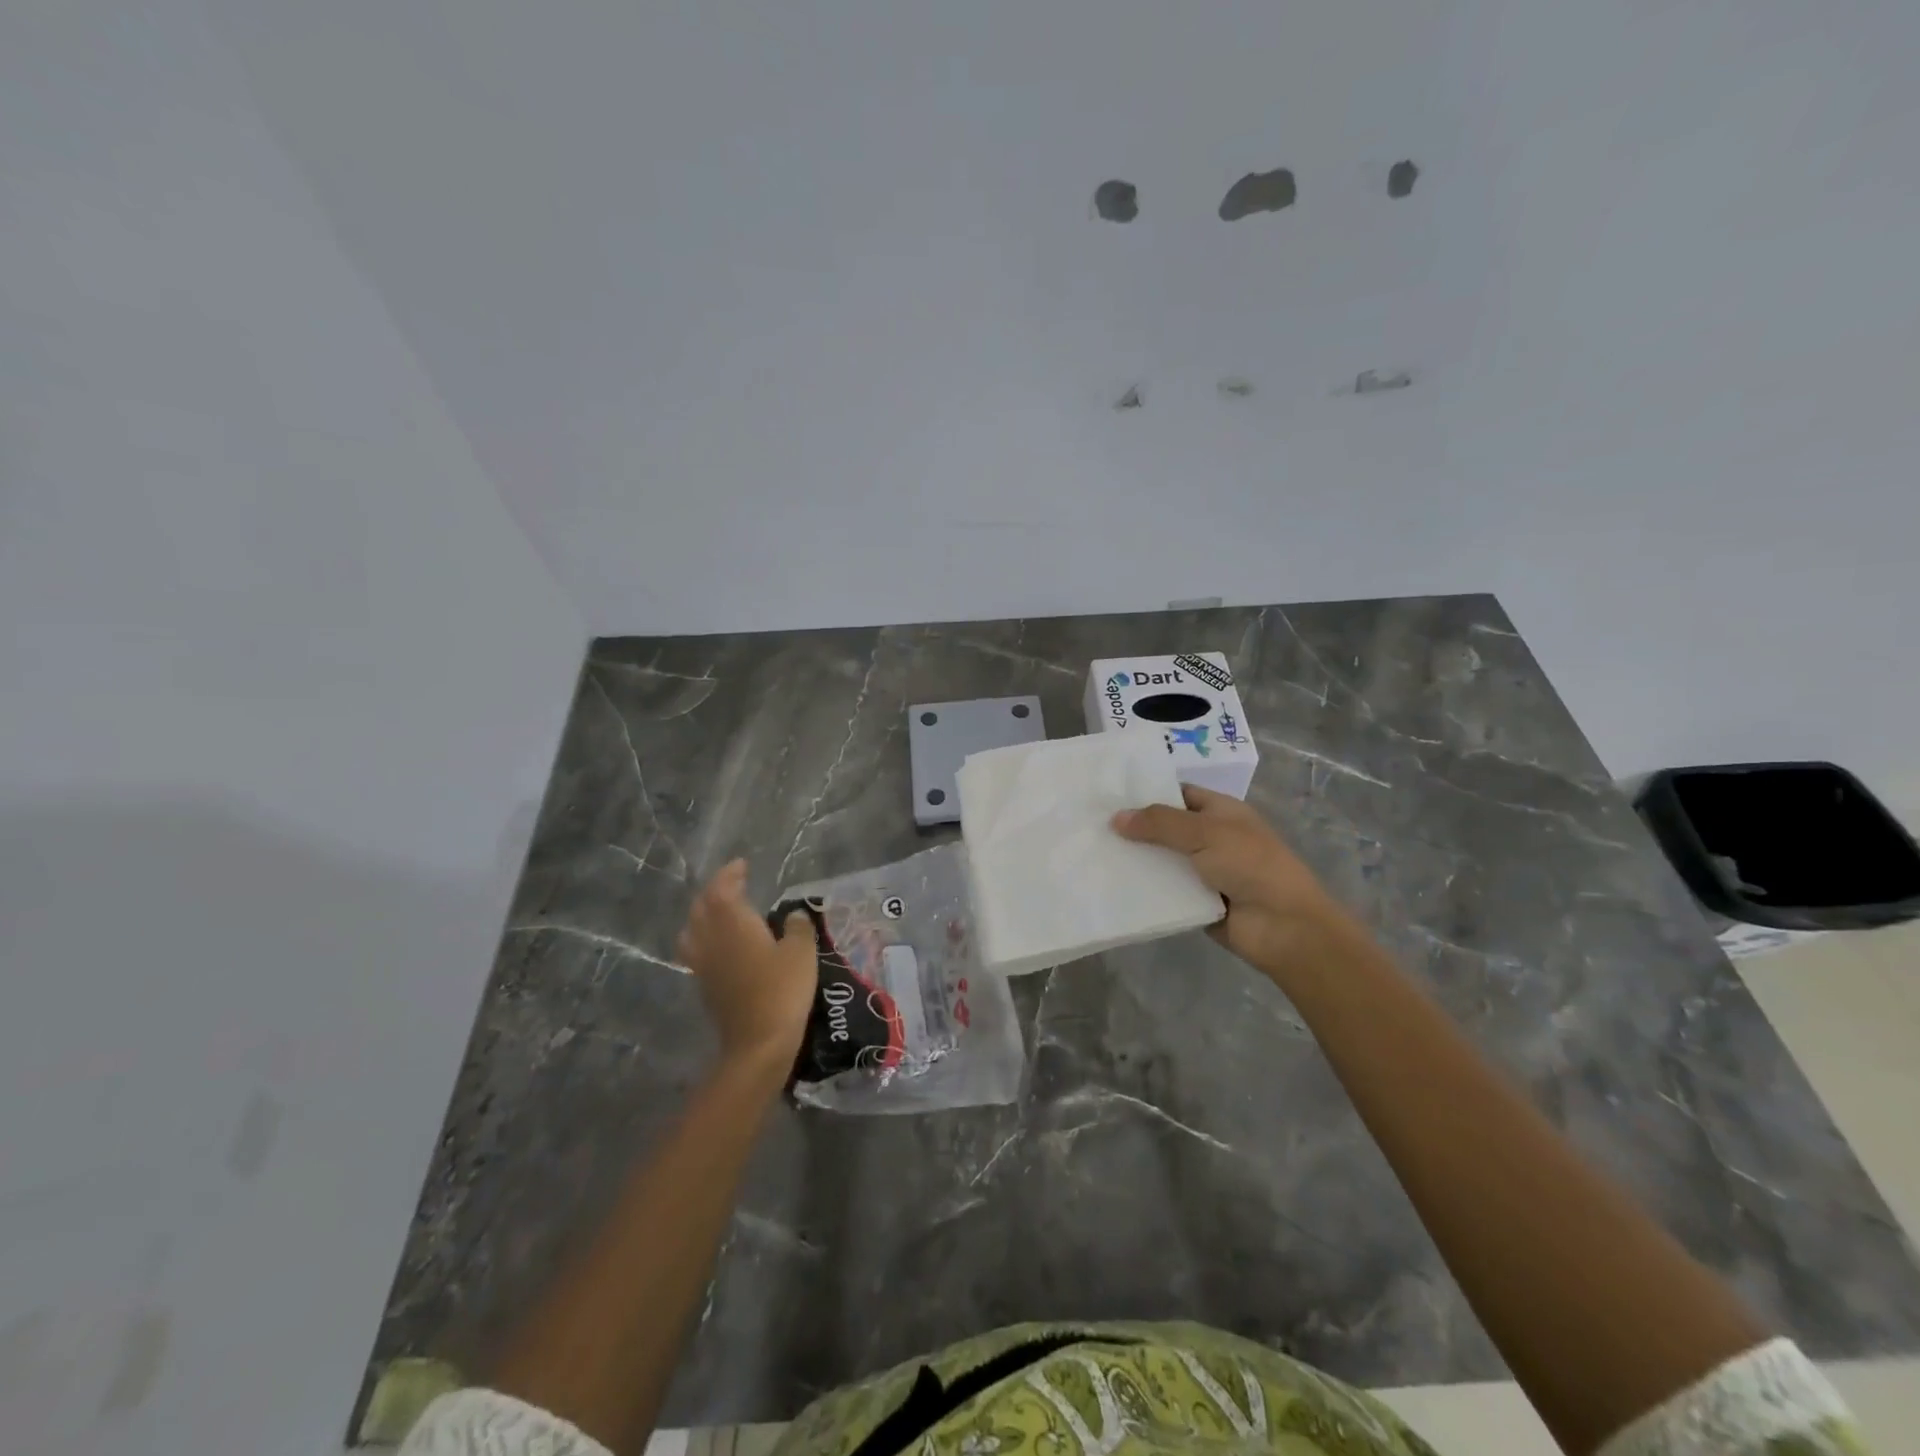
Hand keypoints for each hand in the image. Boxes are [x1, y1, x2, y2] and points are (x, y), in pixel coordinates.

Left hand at [675, 860, 818, 1071]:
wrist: (758, 1043)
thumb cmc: (782, 990)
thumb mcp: (801, 951)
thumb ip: (797, 927)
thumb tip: (792, 915)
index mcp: (733, 923)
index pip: (722, 888)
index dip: (730, 874)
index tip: (742, 865)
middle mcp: (711, 939)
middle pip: (702, 906)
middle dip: (714, 890)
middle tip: (733, 884)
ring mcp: (703, 964)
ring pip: (692, 929)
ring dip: (703, 914)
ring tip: (720, 912)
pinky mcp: (704, 985)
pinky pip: (696, 951)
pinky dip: (703, 938)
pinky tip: (720, 945)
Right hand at [1113, 785, 1349, 983]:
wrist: (1284, 926)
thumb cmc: (1250, 865)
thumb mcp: (1205, 832)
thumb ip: (1160, 823)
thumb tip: (1116, 818)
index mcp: (1221, 811)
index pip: (1178, 793)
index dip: (1147, 792)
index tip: (1108, 795)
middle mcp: (1211, 838)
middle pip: (1165, 828)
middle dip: (1134, 828)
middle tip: (1090, 826)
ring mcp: (1204, 871)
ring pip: (1162, 861)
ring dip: (1135, 860)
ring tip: (1091, 854)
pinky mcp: (1196, 902)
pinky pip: (1164, 891)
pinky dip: (1144, 889)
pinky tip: (1111, 885)